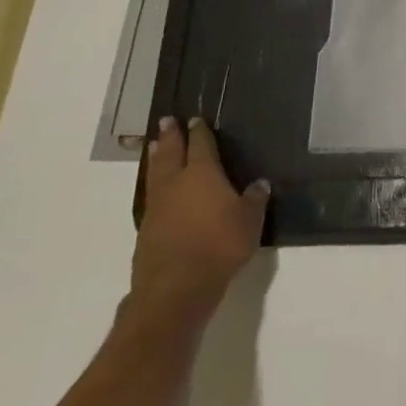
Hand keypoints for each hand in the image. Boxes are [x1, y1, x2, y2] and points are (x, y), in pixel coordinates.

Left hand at [130, 117, 269, 326]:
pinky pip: (151, 196)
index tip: (194, 119)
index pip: (200, 145)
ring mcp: (157, 206)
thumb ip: (254, 199)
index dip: (199, 132)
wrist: (176, 285)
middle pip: (170, 153)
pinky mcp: (146, 228)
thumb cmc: (220, 245)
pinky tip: (158, 190)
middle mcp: (176, 183)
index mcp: (202, 174)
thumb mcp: (250, 220)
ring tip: (153, 146)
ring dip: (156, 157)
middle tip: (166, 121)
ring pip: (155, 173)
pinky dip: (154, 185)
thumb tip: (259, 183)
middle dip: (169, 137)